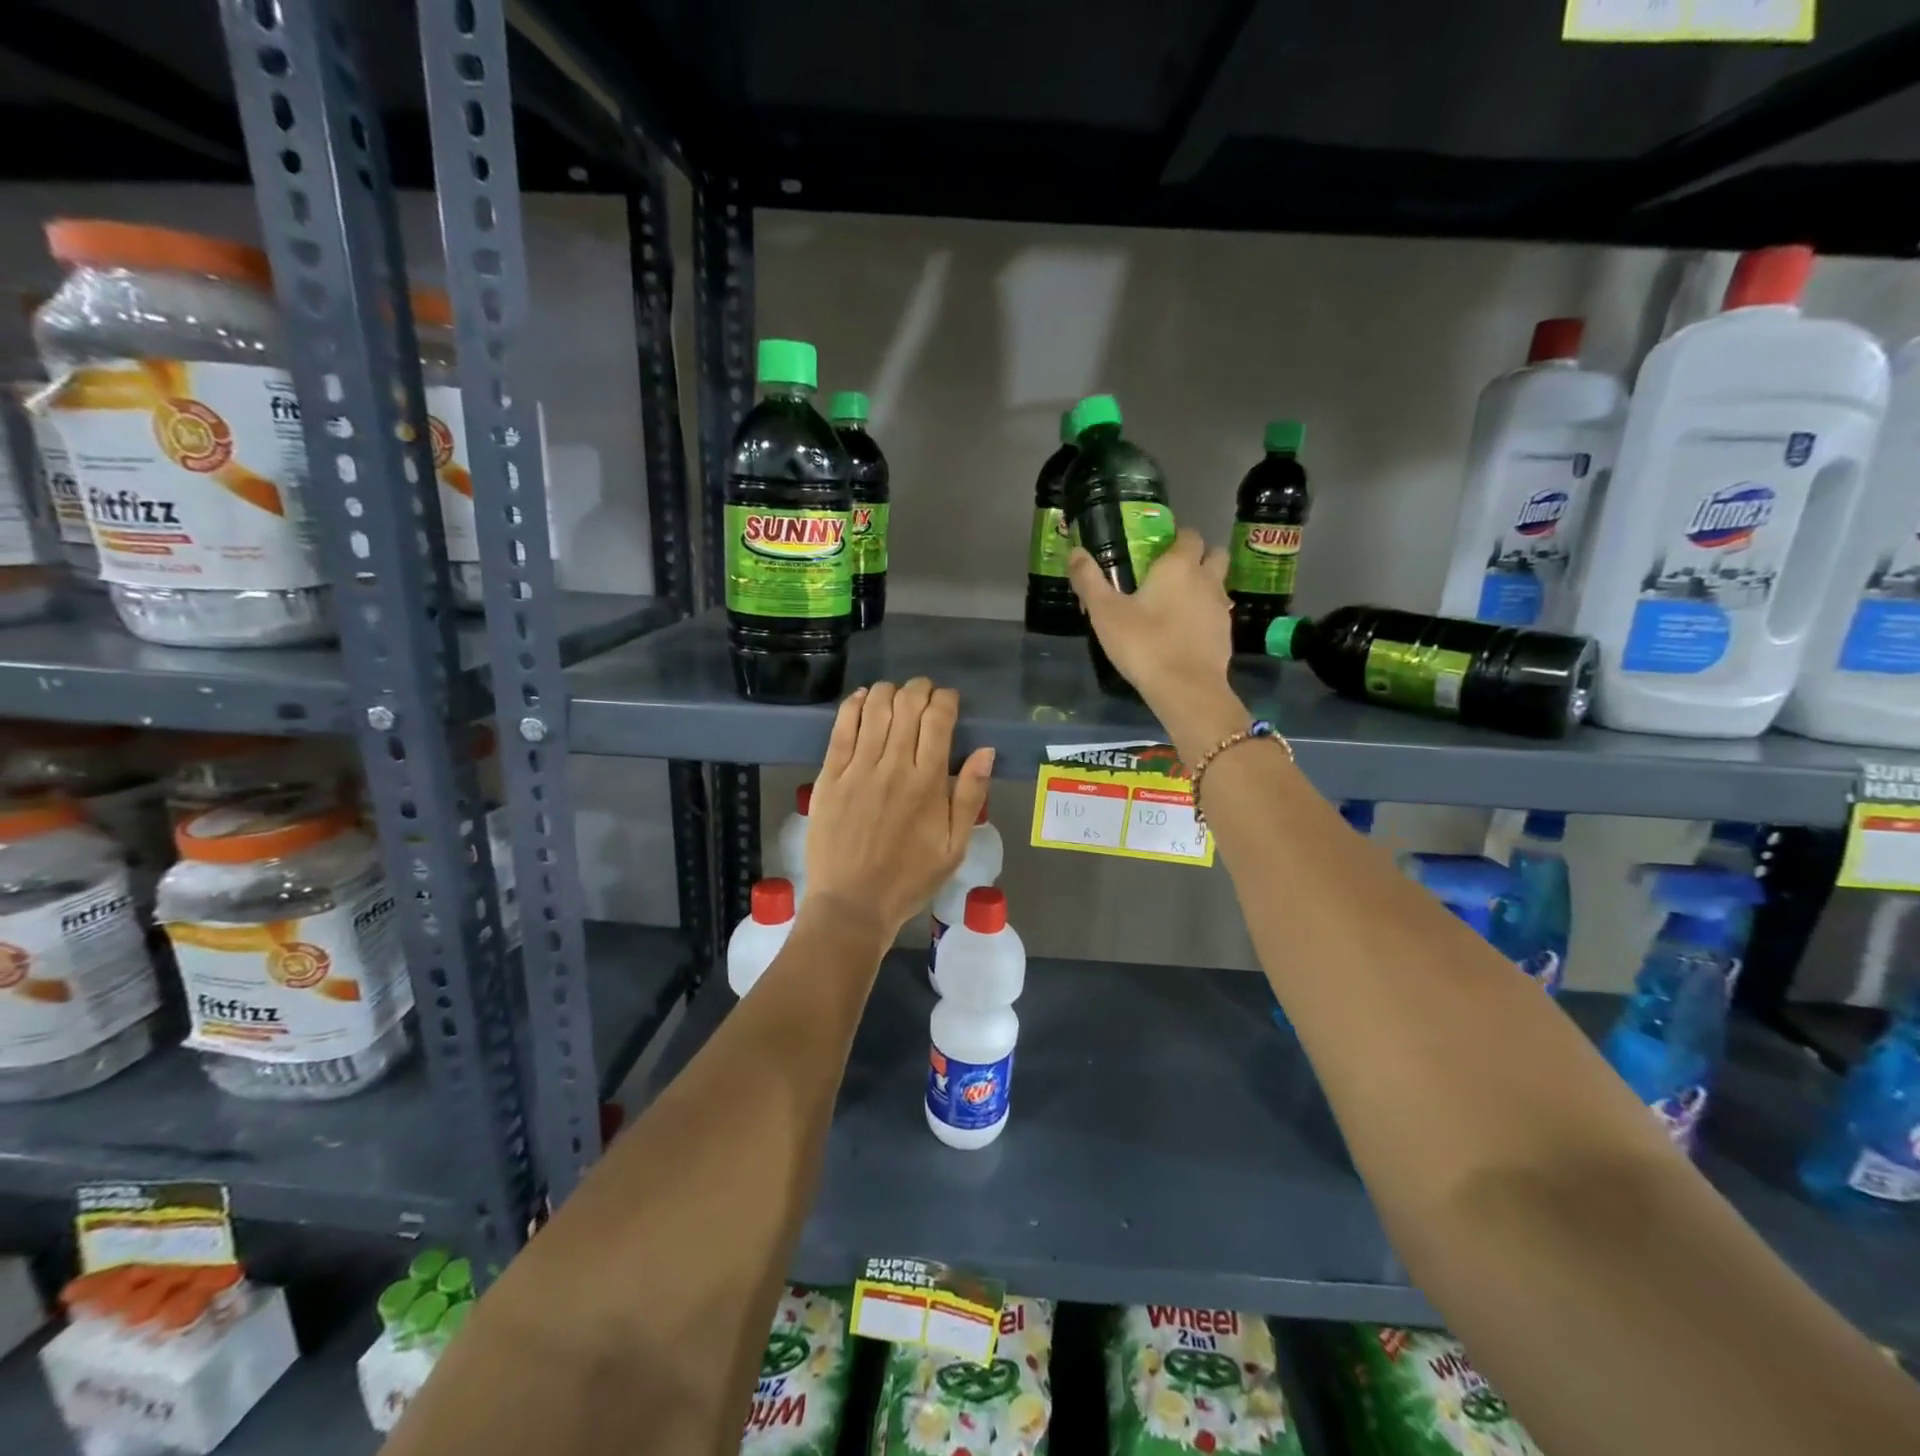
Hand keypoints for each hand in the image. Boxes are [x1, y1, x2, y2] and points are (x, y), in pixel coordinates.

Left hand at [802, 678, 994, 944]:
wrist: (852, 903)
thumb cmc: (909, 878)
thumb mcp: (954, 847)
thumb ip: (969, 796)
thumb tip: (985, 751)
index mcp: (927, 783)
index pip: (938, 719)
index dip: (946, 700)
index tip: (949, 702)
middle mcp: (893, 766)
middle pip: (907, 705)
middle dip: (920, 689)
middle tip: (924, 694)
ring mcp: (857, 768)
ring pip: (874, 708)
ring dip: (889, 691)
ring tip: (896, 695)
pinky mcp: (829, 776)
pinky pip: (841, 727)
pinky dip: (853, 705)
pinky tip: (862, 698)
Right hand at [1068, 528, 1233, 720]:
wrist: (1186, 689)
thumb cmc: (1143, 644)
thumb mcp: (1105, 613)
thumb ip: (1089, 580)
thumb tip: (1076, 552)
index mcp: (1178, 566)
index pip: (1188, 535)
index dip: (1175, 538)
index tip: (1156, 551)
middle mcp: (1206, 579)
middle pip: (1214, 554)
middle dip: (1199, 557)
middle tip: (1171, 574)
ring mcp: (1220, 608)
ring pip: (1218, 585)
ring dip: (1203, 587)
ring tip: (1176, 606)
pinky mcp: (1225, 635)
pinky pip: (1216, 614)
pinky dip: (1204, 617)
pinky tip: (1184, 634)